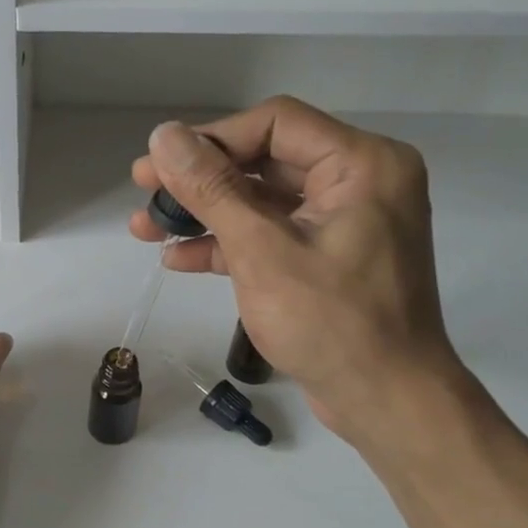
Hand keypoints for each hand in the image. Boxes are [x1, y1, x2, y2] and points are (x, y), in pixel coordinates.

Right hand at [129, 96, 470, 449]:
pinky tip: (176, 257)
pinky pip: (270, 235)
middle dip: (199, 180)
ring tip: (145, 228)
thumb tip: (163, 136)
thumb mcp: (262, 250)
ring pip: (260, 201)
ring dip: (204, 214)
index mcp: (361, 164)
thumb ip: (212, 189)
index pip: (274, 124)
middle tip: (142, 190)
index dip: (210, 139)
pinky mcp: (326, 258)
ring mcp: (341, 223)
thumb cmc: (331, 323)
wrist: (386, 402)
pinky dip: (226, 244)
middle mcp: (357, 182)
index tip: (157, 165)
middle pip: (264, 161)